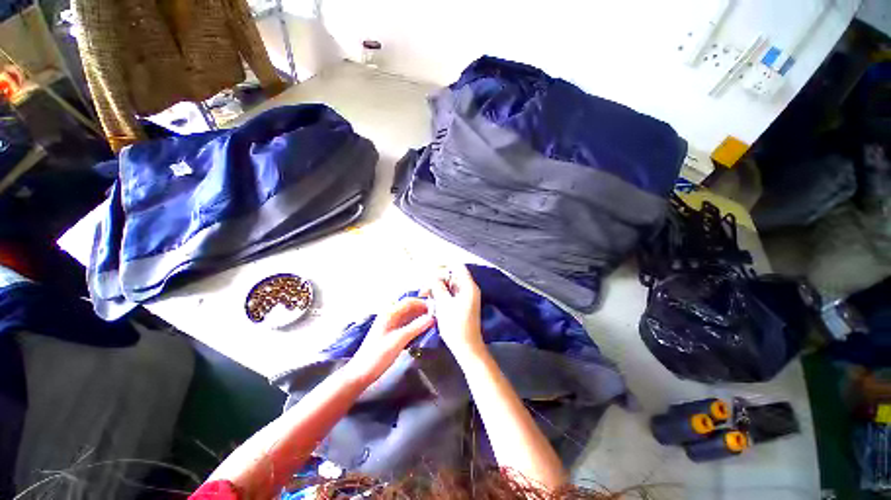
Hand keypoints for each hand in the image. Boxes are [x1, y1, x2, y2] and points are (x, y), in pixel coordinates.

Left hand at [345, 297, 433, 385]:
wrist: (361, 373)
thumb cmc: (378, 355)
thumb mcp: (399, 340)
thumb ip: (416, 327)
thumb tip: (432, 318)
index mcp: (389, 313)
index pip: (409, 301)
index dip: (423, 303)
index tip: (436, 309)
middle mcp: (390, 315)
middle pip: (409, 308)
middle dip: (422, 310)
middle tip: (436, 316)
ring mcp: (390, 325)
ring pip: (408, 316)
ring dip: (420, 318)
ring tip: (432, 323)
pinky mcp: (391, 334)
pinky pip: (406, 325)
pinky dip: (415, 326)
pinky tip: (423, 332)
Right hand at [430, 265, 483, 361]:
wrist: (467, 347)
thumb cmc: (456, 325)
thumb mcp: (444, 304)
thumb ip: (437, 286)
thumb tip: (430, 274)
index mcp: (468, 286)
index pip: (457, 266)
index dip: (443, 265)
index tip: (429, 269)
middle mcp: (469, 289)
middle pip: (452, 276)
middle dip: (437, 279)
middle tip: (424, 287)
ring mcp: (466, 297)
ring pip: (450, 286)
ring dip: (438, 288)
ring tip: (426, 294)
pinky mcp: (462, 304)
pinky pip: (451, 294)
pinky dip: (442, 295)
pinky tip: (432, 301)